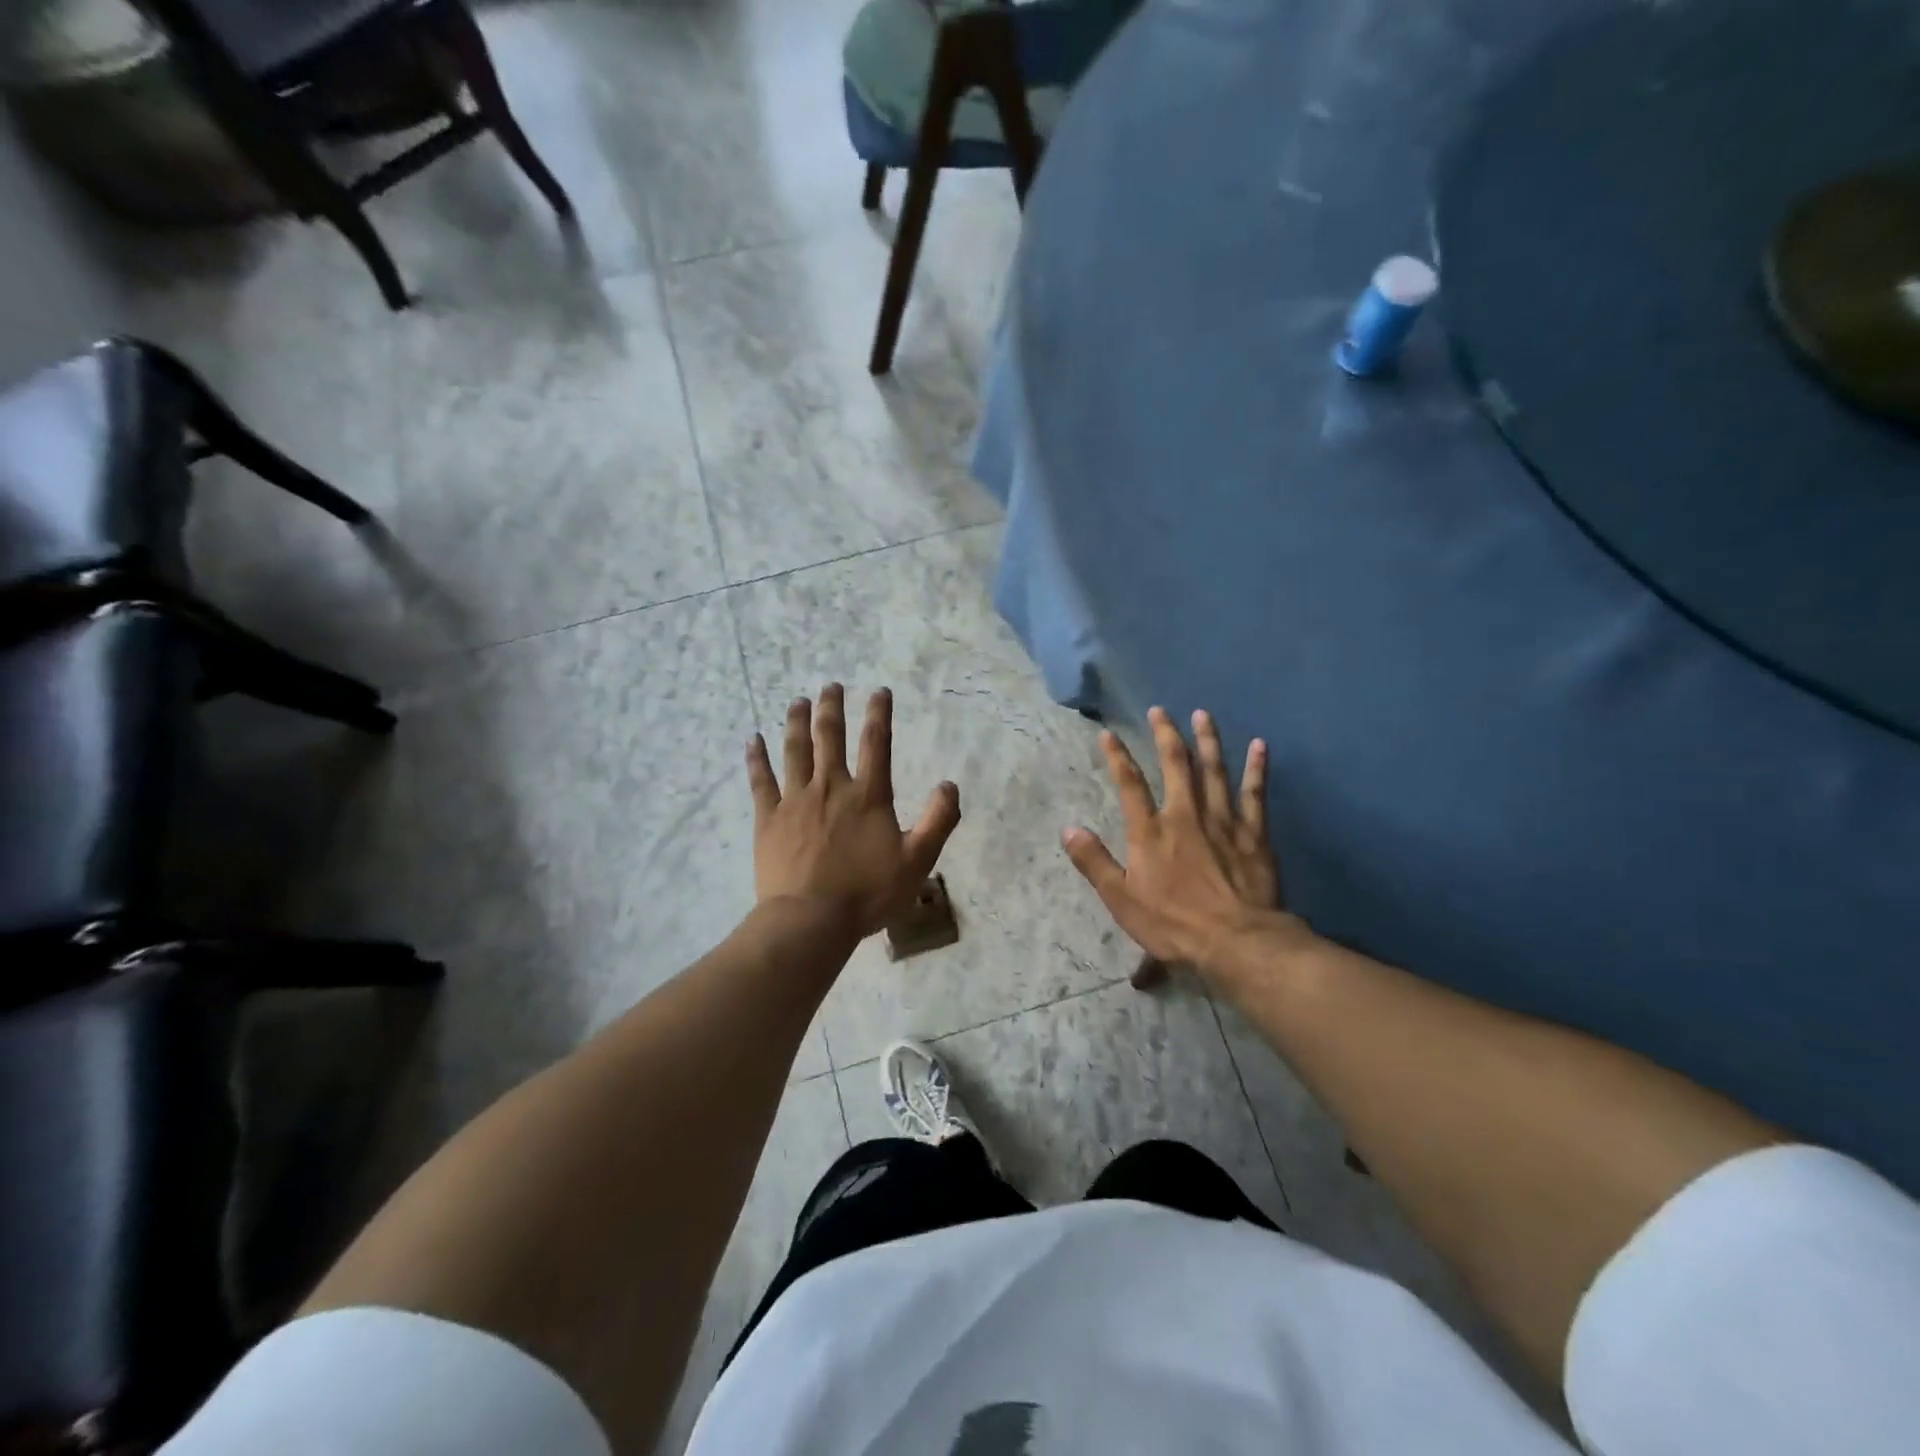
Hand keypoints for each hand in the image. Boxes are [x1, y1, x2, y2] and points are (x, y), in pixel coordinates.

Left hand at [747, 684, 961, 938]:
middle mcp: (830, 787)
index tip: (879, 691)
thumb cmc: (867, 893)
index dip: (879, 714)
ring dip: (797, 722)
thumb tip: (950, 785)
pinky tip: (753, 739)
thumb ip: (937, 821)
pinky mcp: (768, 818)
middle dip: (833, 708)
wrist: (810, 920)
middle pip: (830, 737)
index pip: (876, 744)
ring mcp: (795, 800)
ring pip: (795, 750)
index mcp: (867, 796)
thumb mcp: (917, 861)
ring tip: (798, 700)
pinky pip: (761, 780)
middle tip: (832, 686)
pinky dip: (757, 758)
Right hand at [1063, 707, 1306, 973]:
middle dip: (1165, 735)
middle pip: (1175, 765)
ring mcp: (1222, 820)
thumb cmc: (1173, 923)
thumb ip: (1094, 862)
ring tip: (1202, 714)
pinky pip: (1255, 793)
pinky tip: (1260, 745)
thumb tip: (1068, 829)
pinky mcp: (1253, 833)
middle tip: (1160, 710)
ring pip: (1214, 770)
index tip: (1109, 734)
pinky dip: (1257, 768)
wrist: (1236, 941)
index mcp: (1150, 832)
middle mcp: (1184, 815)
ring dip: (1207, 740)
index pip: (1130, 784)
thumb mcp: (1121, 899)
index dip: (1118, 757)